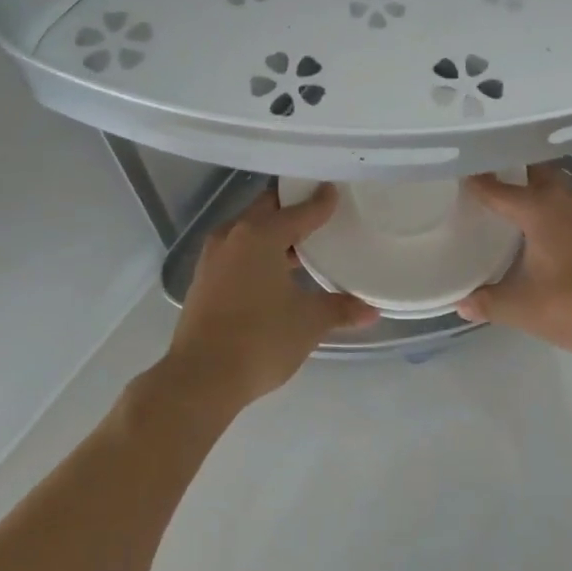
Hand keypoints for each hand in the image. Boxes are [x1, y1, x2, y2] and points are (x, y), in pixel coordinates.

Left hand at [167, 184, 377, 406]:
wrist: (200, 379)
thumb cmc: (260, 339)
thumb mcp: (308, 323)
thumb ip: (340, 309)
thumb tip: (371, 311)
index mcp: (259, 234)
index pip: (298, 210)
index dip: (320, 202)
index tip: (335, 191)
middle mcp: (232, 236)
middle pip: (267, 210)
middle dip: (292, 209)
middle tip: (319, 213)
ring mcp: (212, 258)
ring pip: (248, 231)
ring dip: (272, 233)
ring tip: (301, 245)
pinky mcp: (203, 280)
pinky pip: (236, 252)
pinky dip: (256, 252)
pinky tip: (274, 272)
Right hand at [457, 164, 571, 356]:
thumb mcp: (522, 308)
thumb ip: (488, 302)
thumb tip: (460, 303)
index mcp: (537, 209)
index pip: (496, 187)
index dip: (473, 179)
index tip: (453, 171)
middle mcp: (561, 199)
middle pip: (532, 169)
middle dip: (509, 167)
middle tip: (482, 174)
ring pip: (553, 182)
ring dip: (532, 182)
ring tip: (506, 193)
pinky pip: (565, 200)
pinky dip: (548, 201)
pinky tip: (536, 223)